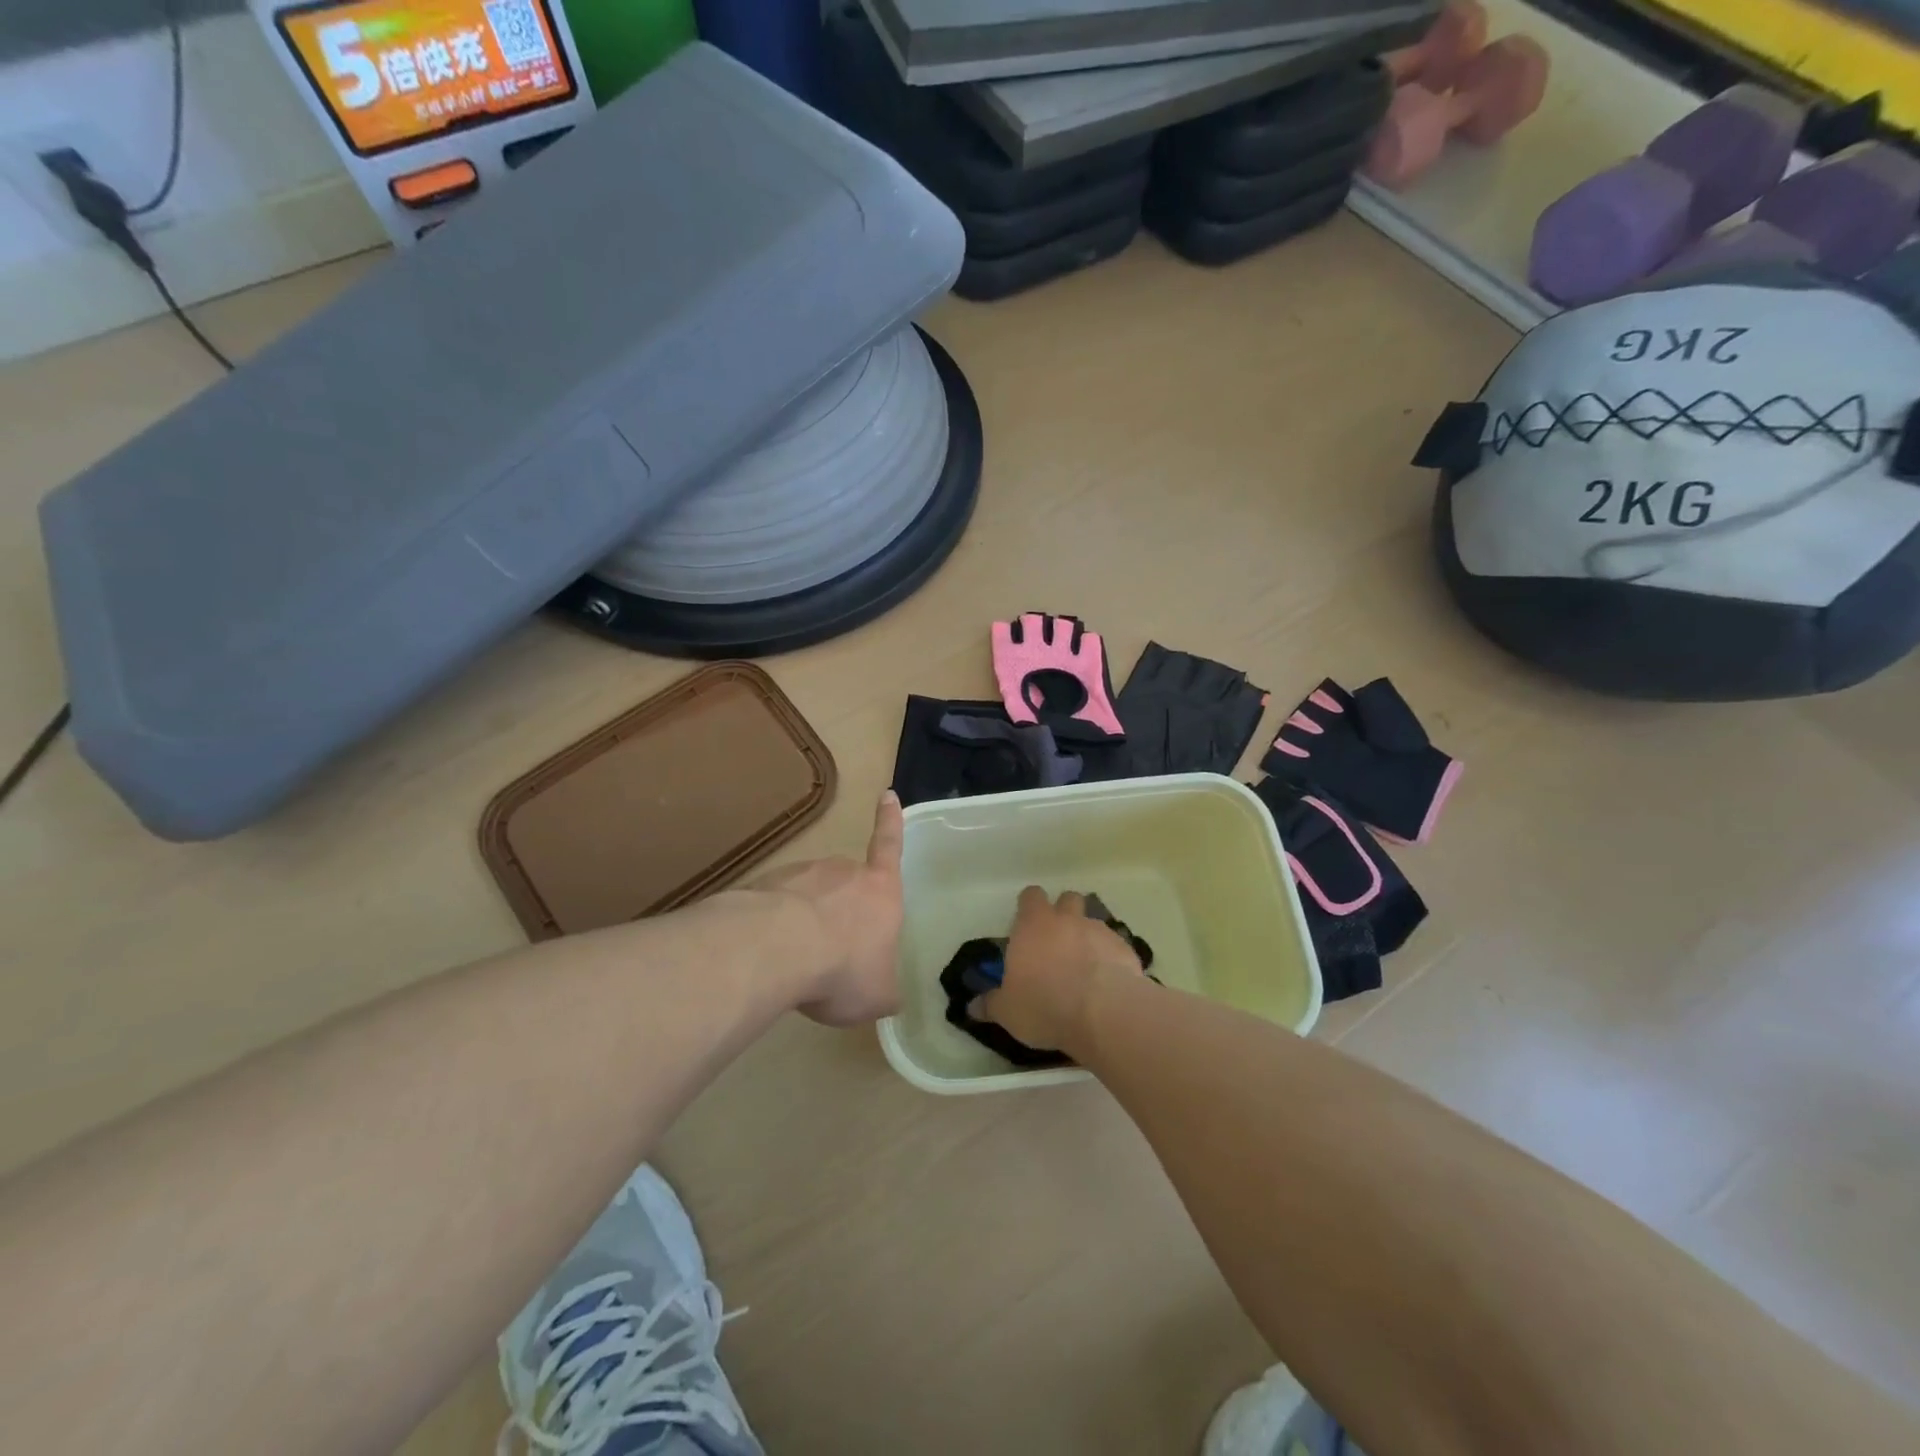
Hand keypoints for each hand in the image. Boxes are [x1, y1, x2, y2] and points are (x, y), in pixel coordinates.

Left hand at [749, 791, 904, 1026]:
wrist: (777, 949)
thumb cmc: (845, 967)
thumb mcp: (878, 994)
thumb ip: (885, 989)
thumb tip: (885, 993)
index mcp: (880, 890)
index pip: (890, 847)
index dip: (891, 822)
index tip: (887, 794)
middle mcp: (842, 872)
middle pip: (845, 883)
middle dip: (839, 910)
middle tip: (830, 951)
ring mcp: (800, 874)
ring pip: (808, 896)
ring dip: (805, 921)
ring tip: (796, 962)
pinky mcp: (763, 885)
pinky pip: (775, 906)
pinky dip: (774, 926)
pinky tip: (768, 957)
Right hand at [973, 887, 1147, 1052]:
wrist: (1104, 1013)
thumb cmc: (1045, 1005)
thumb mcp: (1008, 1011)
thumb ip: (991, 1005)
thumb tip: (973, 1007)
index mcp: (1033, 925)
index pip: (1030, 896)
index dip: (1029, 906)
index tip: (1027, 924)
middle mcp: (1067, 919)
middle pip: (1067, 899)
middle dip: (1064, 913)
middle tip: (1058, 941)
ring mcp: (1099, 931)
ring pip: (1093, 921)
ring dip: (1088, 936)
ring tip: (1085, 964)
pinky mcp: (1125, 948)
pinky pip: (1115, 945)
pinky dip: (1110, 957)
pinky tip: (1108, 981)